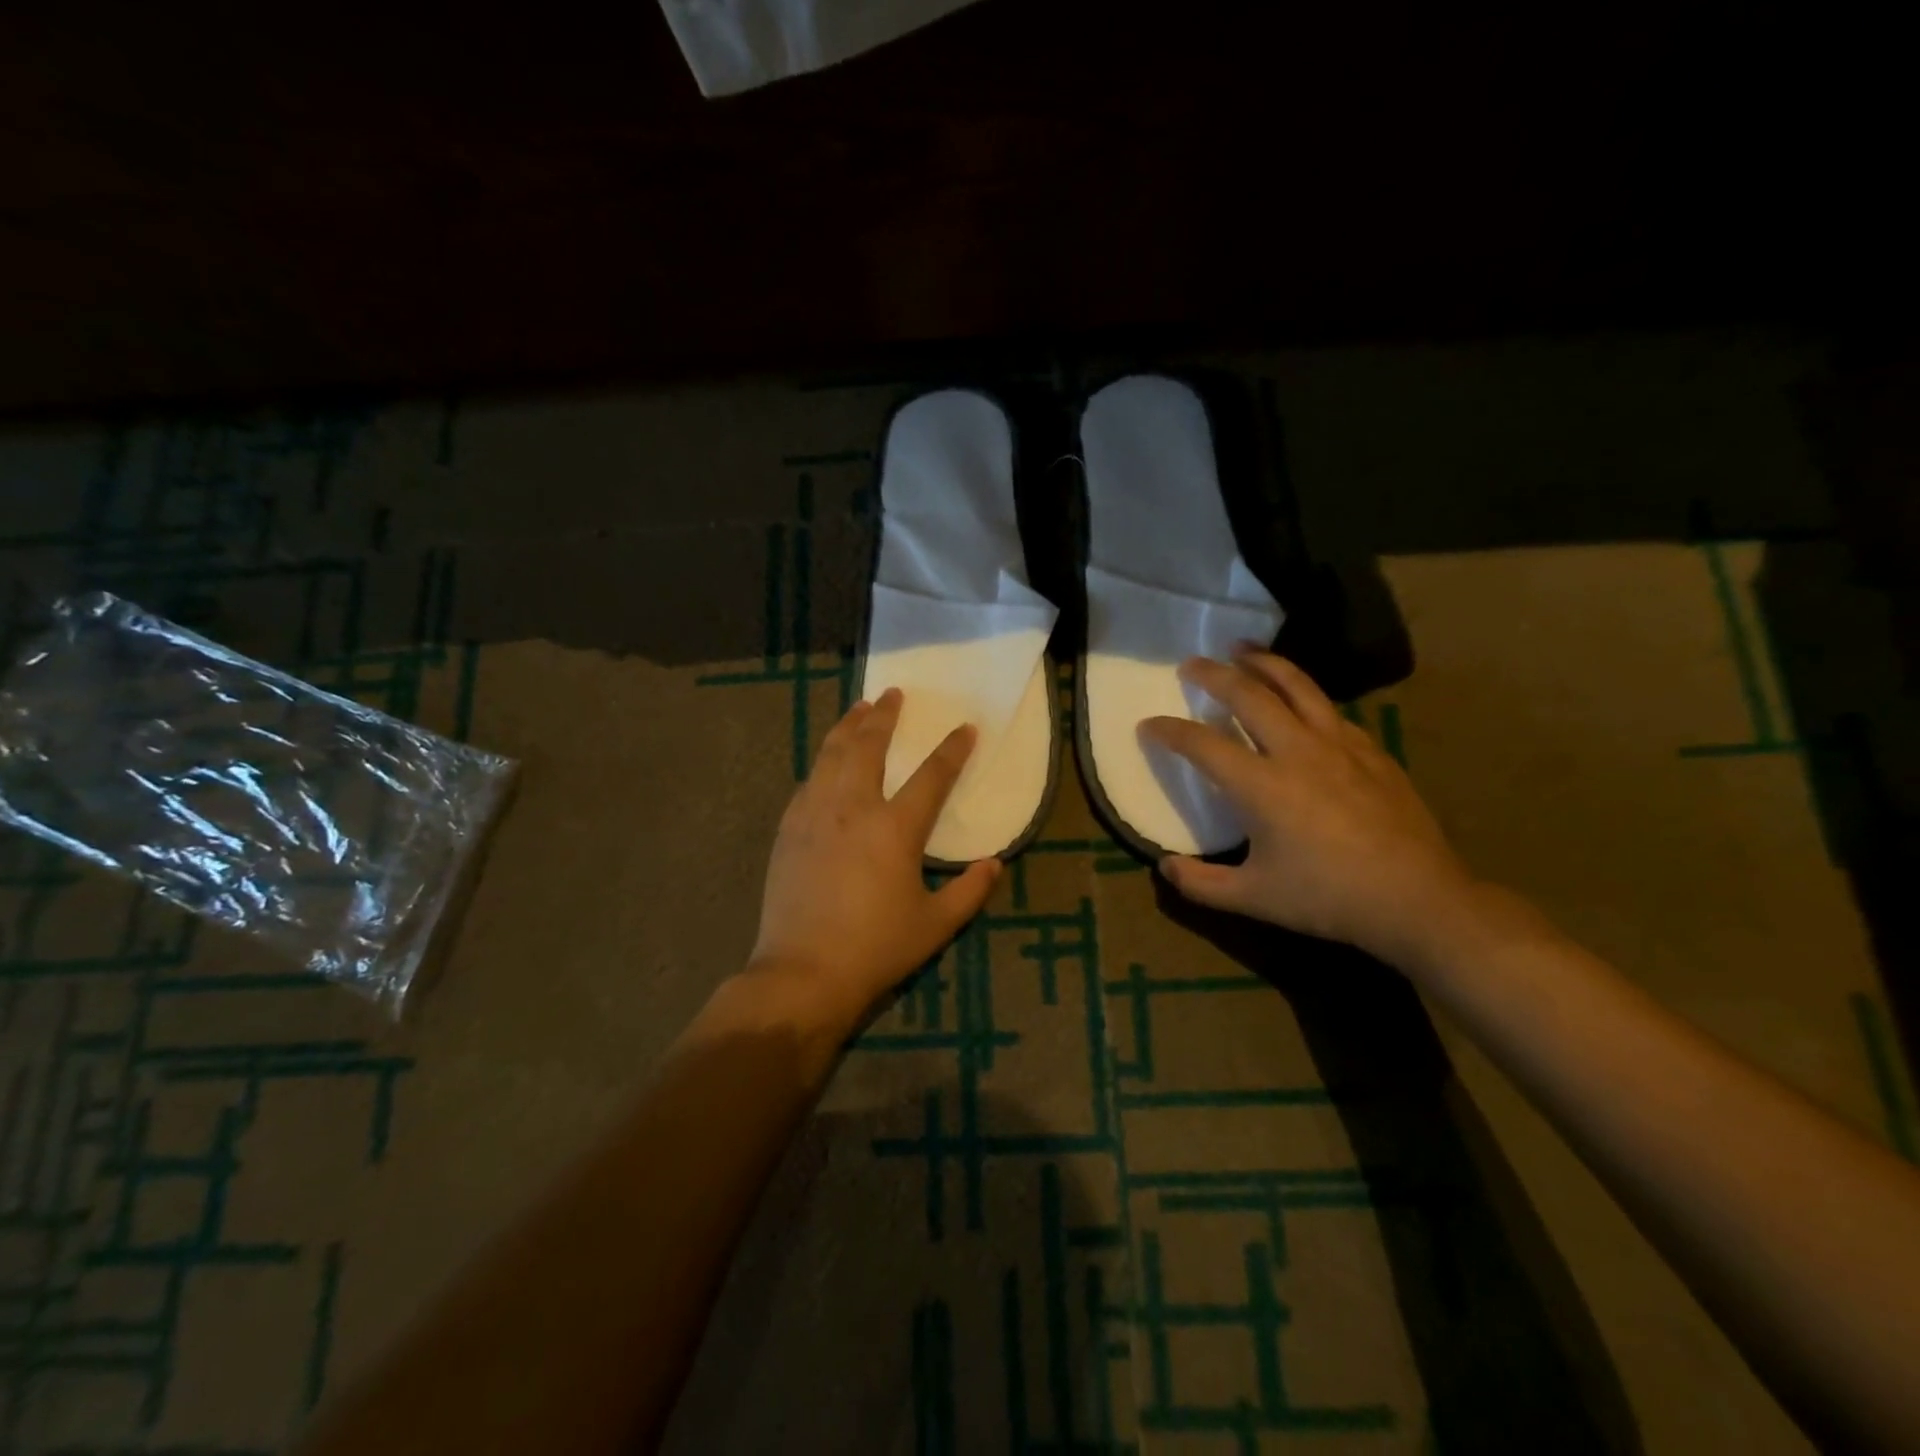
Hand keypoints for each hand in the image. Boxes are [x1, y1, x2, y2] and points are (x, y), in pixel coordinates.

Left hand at [749, 688, 999, 1024]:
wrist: (803, 972)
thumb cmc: (875, 949)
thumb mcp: (935, 925)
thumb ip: (970, 892)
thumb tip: (994, 864)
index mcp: (895, 829)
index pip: (931, 776)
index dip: (952, 750)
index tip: (965, 729)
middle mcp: (853, 808)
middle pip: (869, 746)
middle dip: (884, 716)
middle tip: (892, 694)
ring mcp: (815, 814)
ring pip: (832, 754)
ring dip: (848, 726)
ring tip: (858, 707)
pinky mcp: (789, 828)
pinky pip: (809, 781)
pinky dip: (823, 760)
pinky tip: (827, 759)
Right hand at [1141, 649, 1475, 964]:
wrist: (1418, 899)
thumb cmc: (1329, 898)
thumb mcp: (1254, 899)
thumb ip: (1201, 884)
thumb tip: (1163, 867)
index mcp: (1261, 786)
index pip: (1202, 744)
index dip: (1168, 731)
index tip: (1148, 725)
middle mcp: (1296, 751)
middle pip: (1248, 694)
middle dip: (1213, 674)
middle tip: (1191, 665)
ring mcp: (1339, 744)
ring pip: (1296, 685)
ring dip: (1263, 662)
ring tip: (1242, 649)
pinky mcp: (1370, 749)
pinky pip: (1329, 708)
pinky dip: (1304, 693)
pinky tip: (1300, 700)